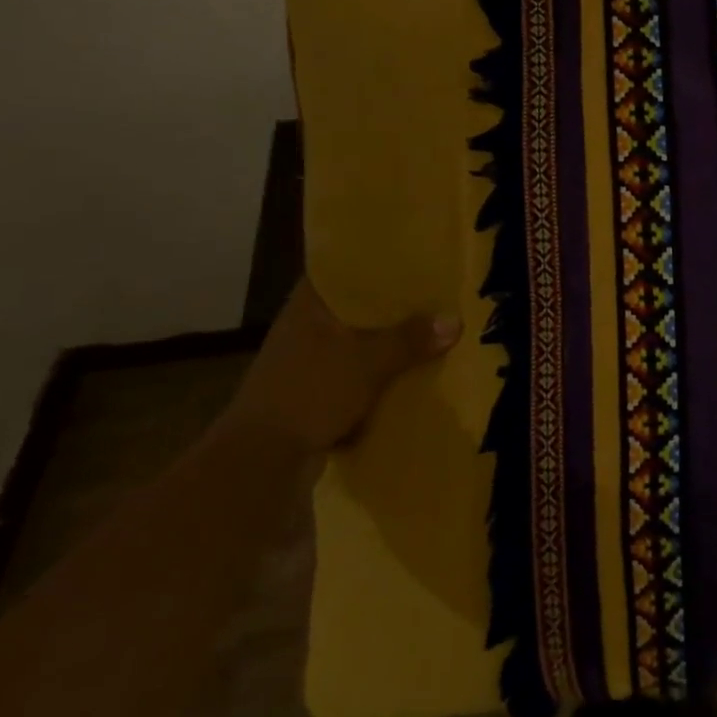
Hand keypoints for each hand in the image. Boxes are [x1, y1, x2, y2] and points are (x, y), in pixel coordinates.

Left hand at [222, 279, 460, 454]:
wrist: (261, 461)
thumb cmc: (310, 392)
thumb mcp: (367, 361)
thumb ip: (409, 339)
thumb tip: (455, 320)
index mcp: (309, 305)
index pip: (344, 269)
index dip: (377, 261)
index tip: (413, 256)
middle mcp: (305, 326)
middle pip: (357, 307)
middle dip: (393, 305)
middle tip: (436, 293)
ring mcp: (307, 361)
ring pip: (358, 342)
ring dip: (388, 342)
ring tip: (432, 330)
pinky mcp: (313, 393)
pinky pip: (356, 373)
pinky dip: (379, 373)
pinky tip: (411, 372)